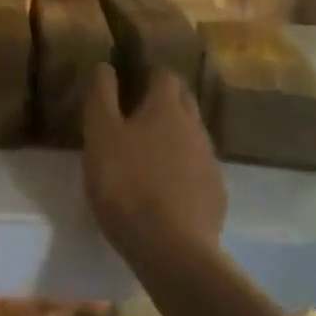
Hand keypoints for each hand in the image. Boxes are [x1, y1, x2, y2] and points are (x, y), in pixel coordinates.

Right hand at [82, 65, 226, 267]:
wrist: (172, 250)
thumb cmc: (126, 184)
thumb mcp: (100, 135)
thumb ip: (101, 95)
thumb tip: (105, 65)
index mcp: (166, 107)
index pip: (164, 74)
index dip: (149, 72)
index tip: (133, 79)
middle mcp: (194, 126)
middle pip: (184, 100)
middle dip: (167, 98)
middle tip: (141, 111)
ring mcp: (209, 161)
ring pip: (193, 135)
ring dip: (175, 135)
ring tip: (152, 151)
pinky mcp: (216, 195)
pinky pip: (199, 169)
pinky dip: (184, 169)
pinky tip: (168, 187)